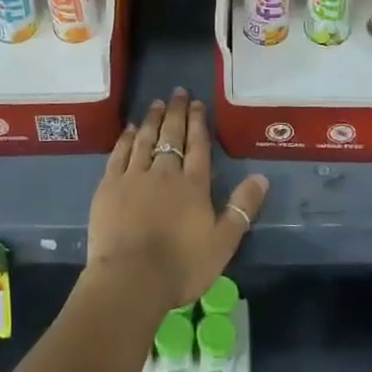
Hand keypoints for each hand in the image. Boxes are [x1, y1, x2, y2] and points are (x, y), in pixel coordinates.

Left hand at [87, 90, 268, 312]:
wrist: (131, 279)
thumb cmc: (182, 266)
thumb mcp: (223, 243)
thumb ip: (242, 208)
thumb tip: (262, 177)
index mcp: (193, 184)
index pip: (198, 145)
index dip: (199, 122)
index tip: (198, 103)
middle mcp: (164, 172)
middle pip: (171, 134)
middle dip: (177, 112)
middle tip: (178, 92)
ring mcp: (134, 176)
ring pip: (144, 138)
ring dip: (152, 119)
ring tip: (157, 103)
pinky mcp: (109, 186)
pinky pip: (119, 154)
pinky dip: (125, 139)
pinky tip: (129, 130)